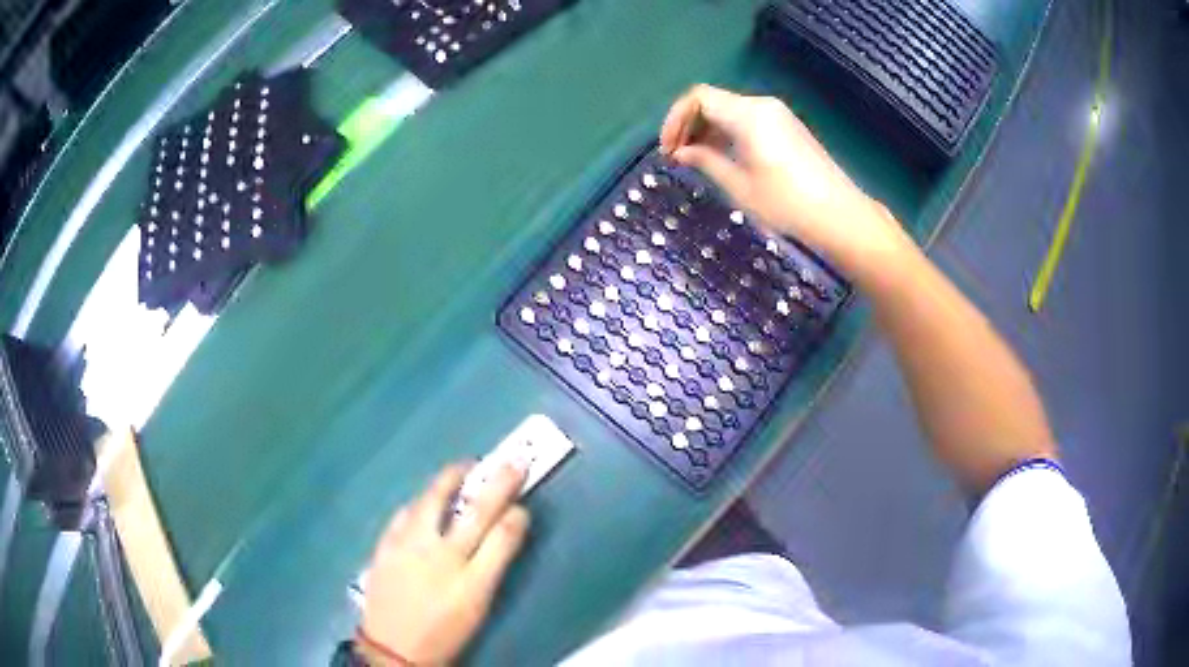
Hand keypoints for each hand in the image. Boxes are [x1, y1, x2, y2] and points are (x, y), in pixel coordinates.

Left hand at [360, 462, 530, 664]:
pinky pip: (404, 513)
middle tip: (508, 463)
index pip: (502, 535)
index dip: (516, 512)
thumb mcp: (478, 605)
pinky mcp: (385, 546)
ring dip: (449, 480)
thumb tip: (510, 527)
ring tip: (460, 470)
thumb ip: (494, 564)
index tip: (523, 497)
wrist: (393, 647)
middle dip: (497, 483)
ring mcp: (408, 547)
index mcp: (470, 579)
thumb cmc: (444, 630)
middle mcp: (440, 556)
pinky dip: (419, 502)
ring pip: (432, 502)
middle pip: (475, 511)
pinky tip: (422, 502)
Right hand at [659, 85, 907, 271]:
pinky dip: (728, 132)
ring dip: (707, 129)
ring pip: (729, 110)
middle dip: (689, 125)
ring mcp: (777, 114)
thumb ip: (706, 161)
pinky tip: (723, 157)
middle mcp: (761, 105)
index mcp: (748, 115)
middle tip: (677, 157)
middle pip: (712, 101)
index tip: (668, 150)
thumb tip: (681, 152)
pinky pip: (746, 119)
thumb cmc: (787, 204)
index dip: (675, 119)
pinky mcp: (787, 126)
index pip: (698, 98)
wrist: (839, 215)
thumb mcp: (739, 186)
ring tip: (696, 160)